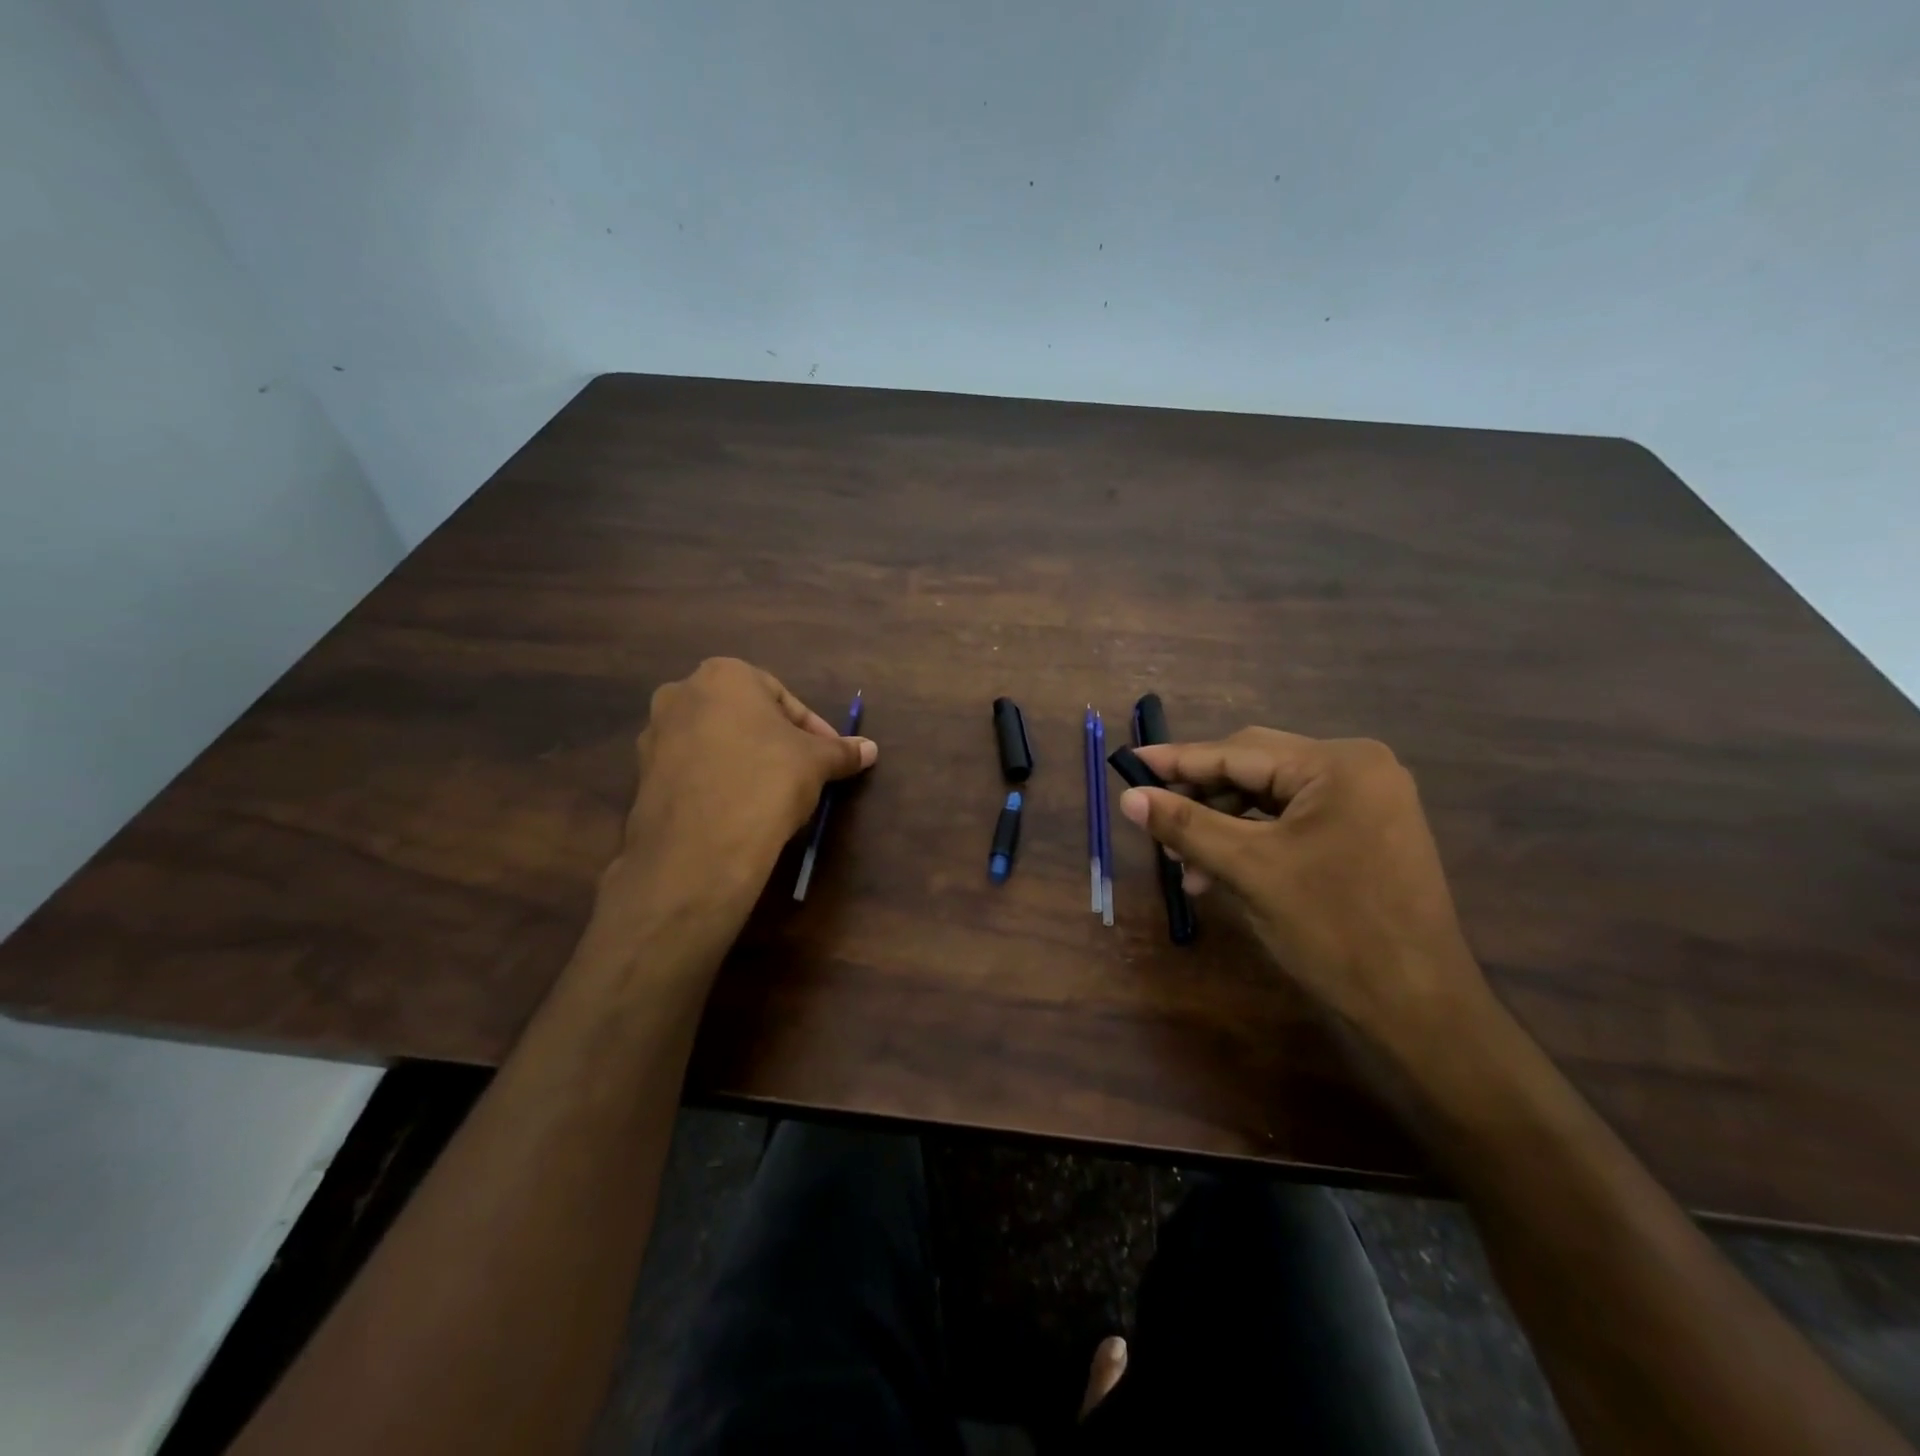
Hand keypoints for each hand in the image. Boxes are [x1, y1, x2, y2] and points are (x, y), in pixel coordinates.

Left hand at [602, 658, 875, 921]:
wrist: (701, 847)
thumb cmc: (766, 781)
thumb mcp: (816, 763)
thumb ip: (842, 751)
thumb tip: (870, 749)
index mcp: (724, 674)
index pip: (783, 698)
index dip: (813, 729)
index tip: (830, 756)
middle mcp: (681, 693)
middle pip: (745, 716)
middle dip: (775, 741)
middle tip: (802, 772)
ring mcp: (655, 735)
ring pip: (716, 742)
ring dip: (745, 760)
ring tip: (771, 794)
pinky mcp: (642, 775)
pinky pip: (693, 770)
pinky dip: (718, 781)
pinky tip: (739, 809)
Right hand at [1118, 729, 1487, 1057]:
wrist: (1419, 1005)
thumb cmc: (1334, 928)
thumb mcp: (1249, 870)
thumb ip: (1186, 826)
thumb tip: (1130, 797)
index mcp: (1337, 764)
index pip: (1238, 752)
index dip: (1179, 760)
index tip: (1130, 762)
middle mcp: (1357, 767)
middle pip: (1256, 767)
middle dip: (1202, 798)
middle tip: (1155, 819)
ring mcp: (1367, 798)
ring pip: (1271, 796)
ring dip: (1225, 825)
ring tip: (1187, 867)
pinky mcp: (1367, 828)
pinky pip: (1294, 819)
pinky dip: (1254, 840)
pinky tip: (1221, 871)